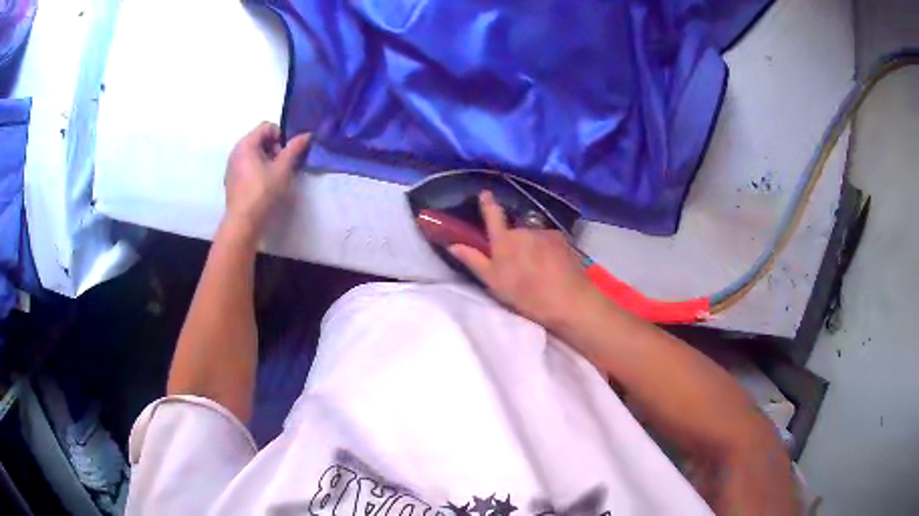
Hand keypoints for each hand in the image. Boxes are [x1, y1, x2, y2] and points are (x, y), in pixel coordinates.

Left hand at [224, 122, 310, 234]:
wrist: (243, 222)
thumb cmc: (262, 192)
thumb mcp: (282, 169)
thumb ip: (294, 149)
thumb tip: (307, 135)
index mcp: (246, 144)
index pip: (267, 126)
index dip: (281, 136)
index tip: (286, 154)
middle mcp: (236, 151)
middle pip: (259, 138)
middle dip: (274, 148)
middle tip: (282, 166)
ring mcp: (231, 166)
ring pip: (253, 153)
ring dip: (267, 159)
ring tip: (274, 176)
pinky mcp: (231, 179)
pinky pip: (246, 165)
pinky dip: (257, 169)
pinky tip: (263, 185)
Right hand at [449, 191, 598, 328]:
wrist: (566, 299)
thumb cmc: (525, 294)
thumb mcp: (493, 282)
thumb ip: (473, 260)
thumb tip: (453, 244)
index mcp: (504, 240)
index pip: (492, 215)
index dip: (487, 203)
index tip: (485, 192)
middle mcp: (524, 230)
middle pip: (515, 231)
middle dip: (514, 242)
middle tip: (516, 264)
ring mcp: (545, 232)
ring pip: (533, 236)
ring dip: (532, 247)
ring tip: (537, 269)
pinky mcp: (562, 239)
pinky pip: (549, 240)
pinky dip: (547, 249)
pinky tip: (551, 266)